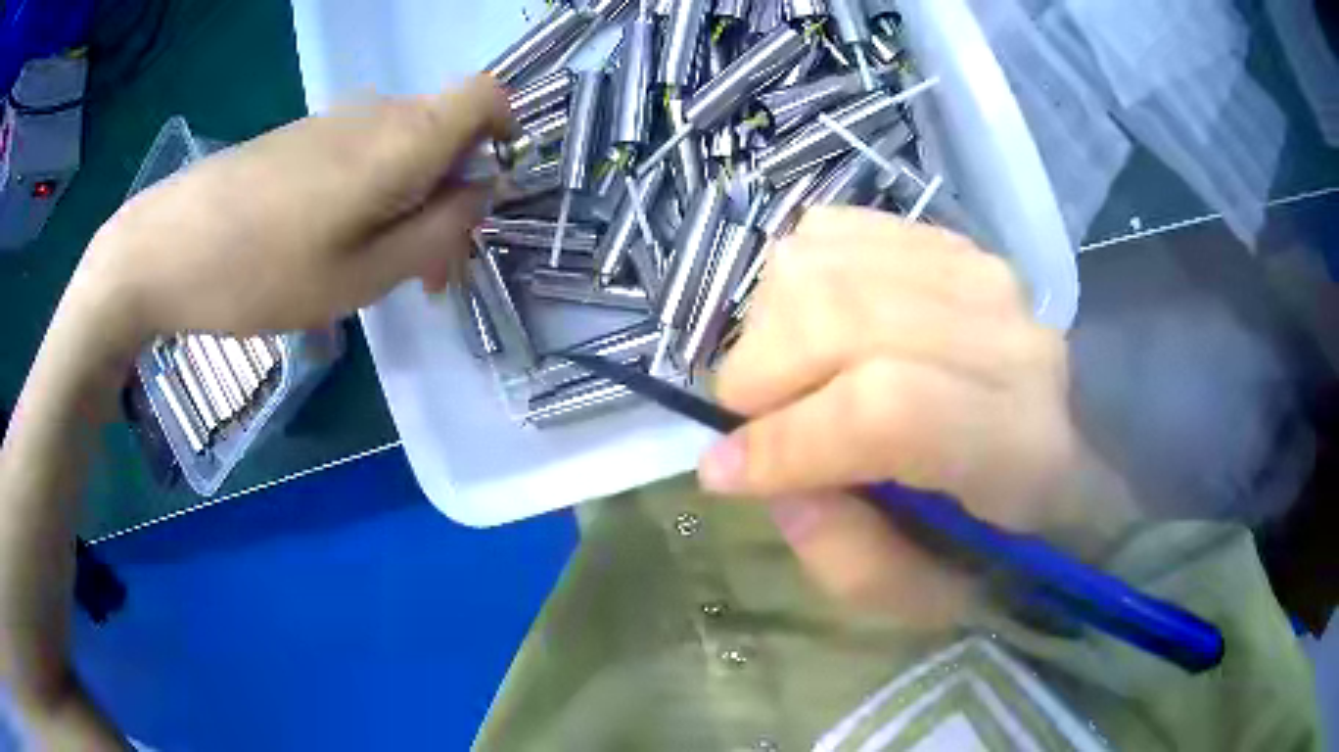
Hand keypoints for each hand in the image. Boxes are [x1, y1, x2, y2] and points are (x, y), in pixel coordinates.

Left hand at [74, 75, 511, 344]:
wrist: (163, 249)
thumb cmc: (259, 271)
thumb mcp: (361, 277)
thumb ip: (436, 233)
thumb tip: (478, 196)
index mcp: (403, 138)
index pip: (488, 96)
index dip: (506, 132)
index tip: (488, 192)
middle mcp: (375, 114)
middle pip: (447, 132)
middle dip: (454, 194)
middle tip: (426, 272)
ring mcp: (332, 122)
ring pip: (402, 147)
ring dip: (410, 202)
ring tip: (376, 269)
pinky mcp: (300, 138)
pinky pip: (360, 153)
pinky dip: (370, 195)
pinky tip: (334, 244)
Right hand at [698, 208, 1080, 625]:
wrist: (1064, 454)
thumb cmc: (1002, 541)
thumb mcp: (924, 599)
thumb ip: (843, 558)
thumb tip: (755, 471)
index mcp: (1017, 448)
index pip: (887, 410)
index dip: (788, 440)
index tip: (724, 471)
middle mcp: (1007, 341)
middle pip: (842, 316)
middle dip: (761, 375)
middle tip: (749, 423)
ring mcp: (979, 274)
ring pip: (824, 264)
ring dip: (769, 325)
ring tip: (780, 377)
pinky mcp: (950, 243)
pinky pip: (835, 232)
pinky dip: (794, 277)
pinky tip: (807, 325)